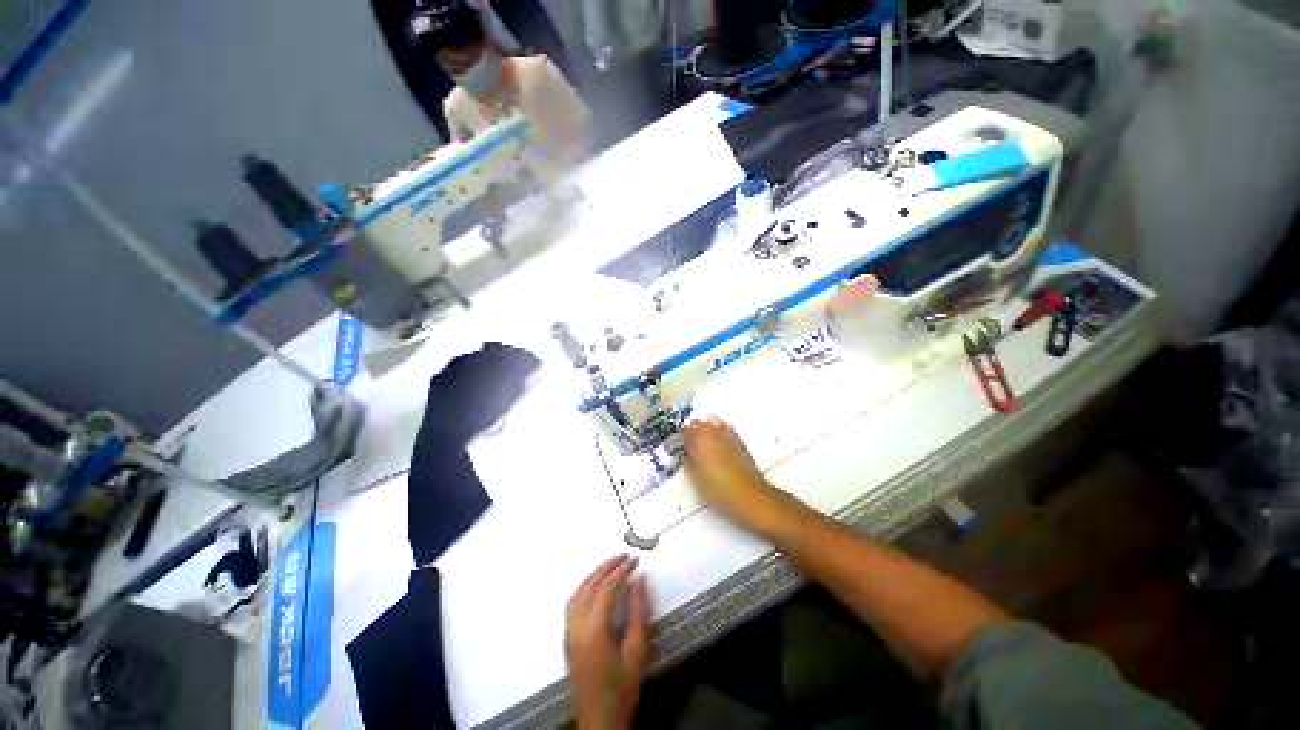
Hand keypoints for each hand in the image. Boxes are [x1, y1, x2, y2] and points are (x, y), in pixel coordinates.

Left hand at [565, 556, 650, 729]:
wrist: (598, 723)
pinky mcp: (567, 639)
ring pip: (577, 592)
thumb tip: (640, 582)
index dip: (621, 571)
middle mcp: (577, 627)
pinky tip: (595, 586)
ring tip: (612, 565)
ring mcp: (569, 633)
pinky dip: (585, 587)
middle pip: (589, 585)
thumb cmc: (621, 691)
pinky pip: (572, 603)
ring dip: (594, 574)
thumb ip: (639, 615)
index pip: (606, 589)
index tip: (635, 561)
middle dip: (607, 567)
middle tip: (624, 557)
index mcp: (594, 631)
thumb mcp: (637, 654)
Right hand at [682, 418, 786, 535]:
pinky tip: (717, 450)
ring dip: (705, 432)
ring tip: (703, 450)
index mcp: (699, 438)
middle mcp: (714, 431)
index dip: (678, 440)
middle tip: (688, 450)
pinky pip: (723, 430)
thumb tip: (684, 453)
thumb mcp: (694, 478)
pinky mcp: (739, 440)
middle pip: (697, 424)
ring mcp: (728, 433)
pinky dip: (717, 435)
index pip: (683, 430)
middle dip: (691, 434)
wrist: (750, 497)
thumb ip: (686, 460)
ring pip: (711, 424)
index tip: (676, 450)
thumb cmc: (718, 490)